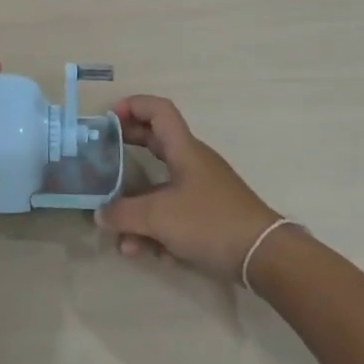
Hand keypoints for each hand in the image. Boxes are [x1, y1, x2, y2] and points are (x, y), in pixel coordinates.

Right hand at [97, 95, 287, 283]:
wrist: (264, 257)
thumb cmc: (210, 222)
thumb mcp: (158, 217)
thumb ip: (123, 214)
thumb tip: (100, 214)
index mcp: (184, 150)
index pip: (159, 110)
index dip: (132, 106)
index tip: (107, 119)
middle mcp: (192, 163)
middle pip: (155, 143)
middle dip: (127, 149)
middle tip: (102, 156)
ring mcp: (201, 190)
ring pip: (159, 189)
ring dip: (137, 210)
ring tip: (123, 239)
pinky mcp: (208, 215)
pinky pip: (173, 214)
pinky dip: (158, 229)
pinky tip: (151, 254)